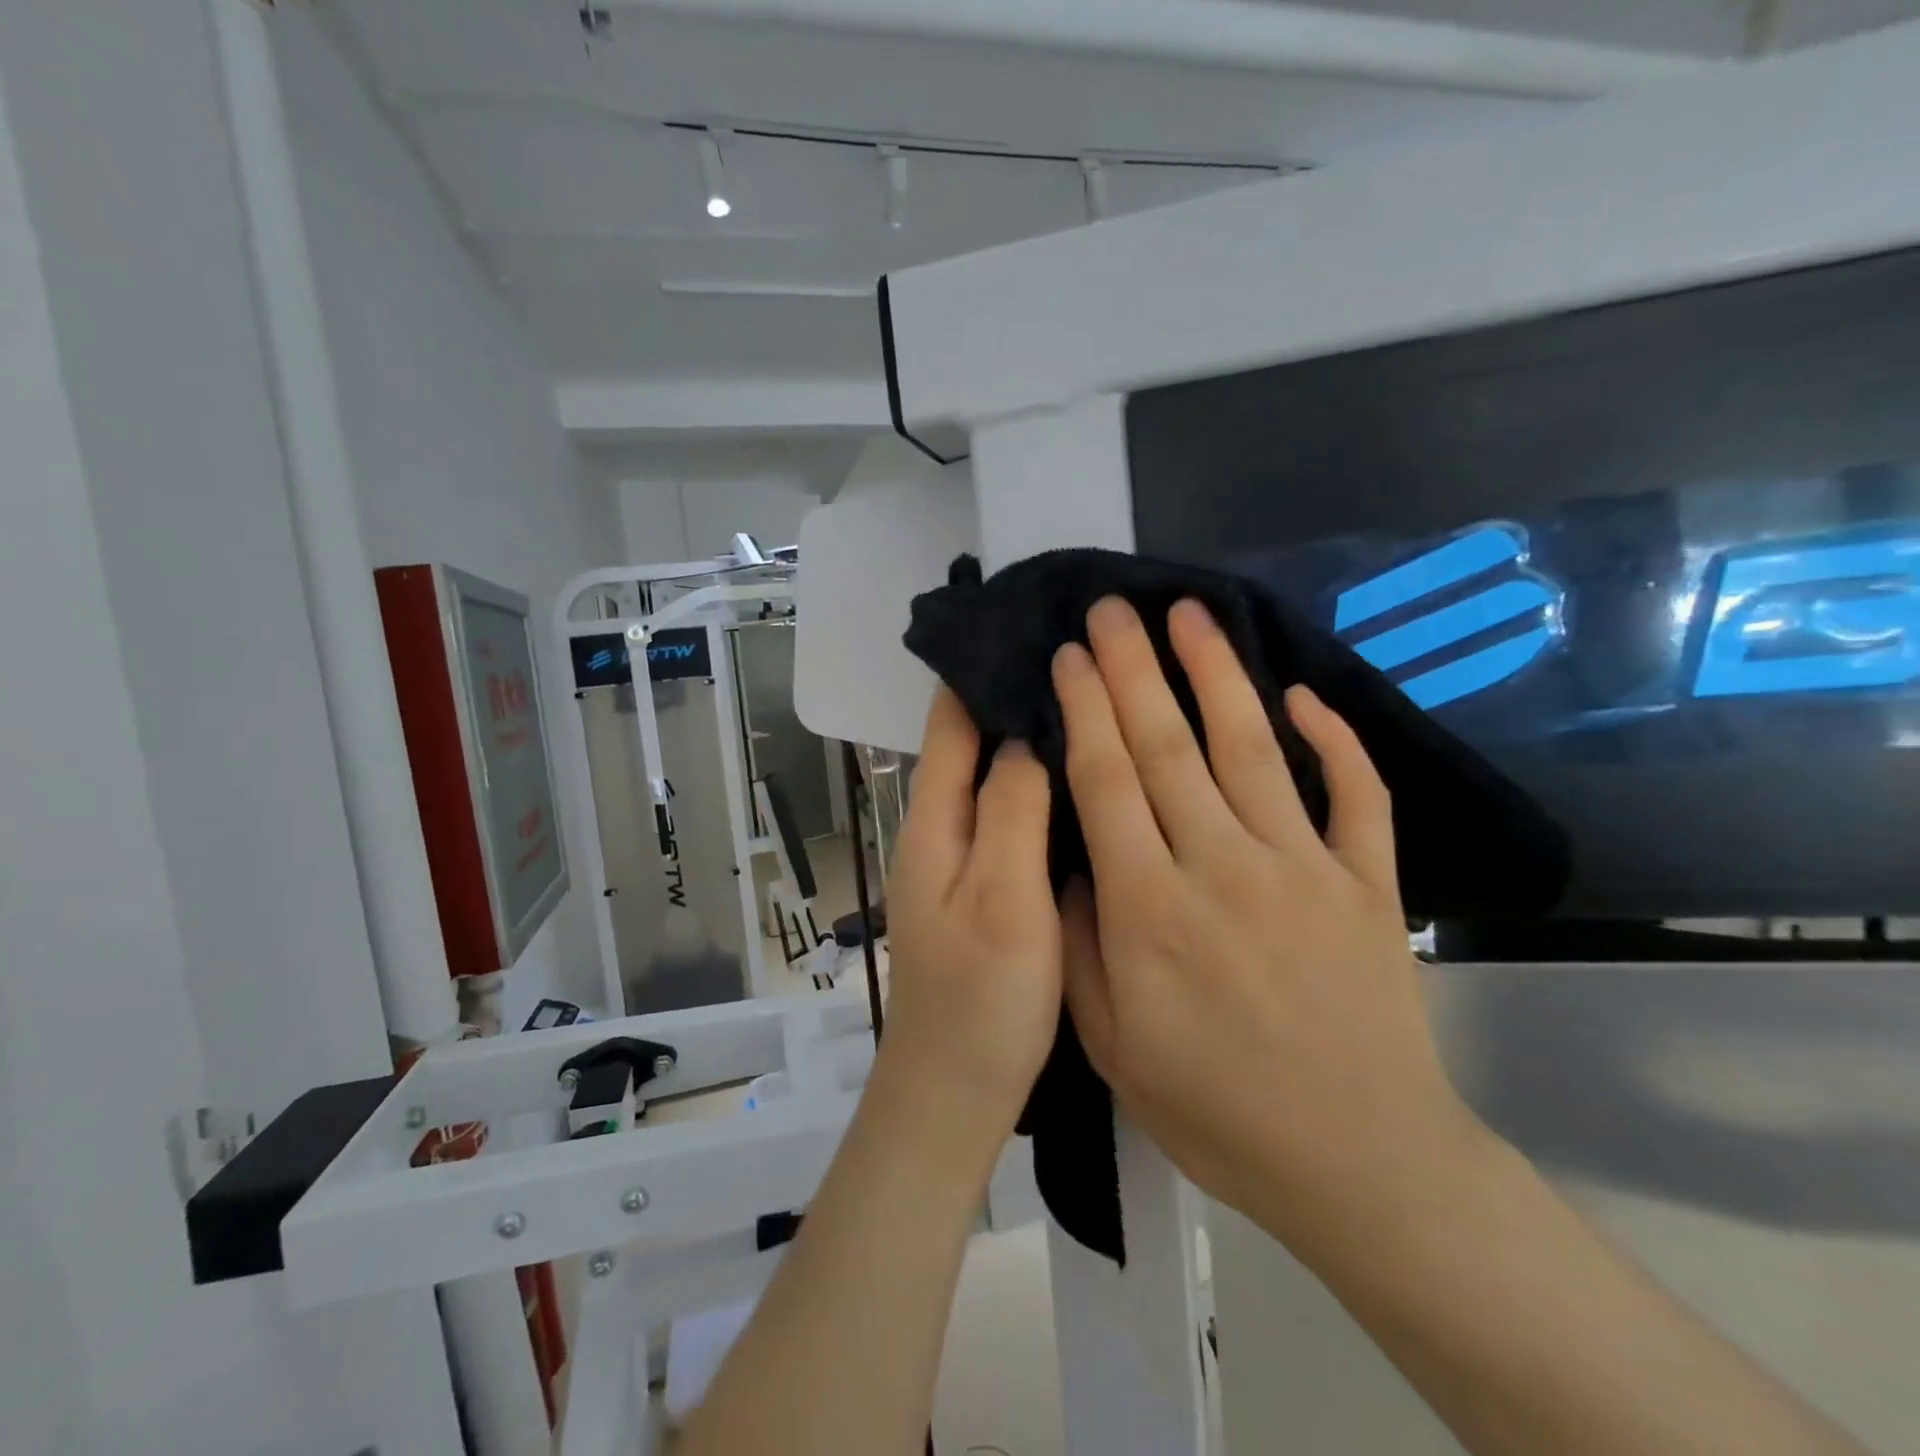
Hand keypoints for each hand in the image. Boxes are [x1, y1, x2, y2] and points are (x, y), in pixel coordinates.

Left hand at [880, 686, 1061, 1128]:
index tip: (1034, 628)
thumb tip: (1022, 735)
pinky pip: (1008, 820)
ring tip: (1091, 705)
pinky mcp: (983, 890)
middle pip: (970, 745)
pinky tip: (1080, 784)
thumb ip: (1010, 809)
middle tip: (1084, 660)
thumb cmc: (981, 999)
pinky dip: (1035, 790)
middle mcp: (938, 831)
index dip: (981, 671)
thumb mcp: (1003, 896)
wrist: (956, 1092)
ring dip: (1027, 743)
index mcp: (934, 822)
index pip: (949, 722)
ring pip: (992, 782)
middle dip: (1013, 699)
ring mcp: (960, 862)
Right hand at [1052, 597, 1482, 1249]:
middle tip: (1114, 608)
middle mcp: (1224, 868)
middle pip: (1169, 746)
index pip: (1108, 781)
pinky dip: (1333, 739)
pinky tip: (1304, 693)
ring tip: (1190, 614)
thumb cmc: (1218, 1111)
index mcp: (1152, 910)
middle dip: (1134, 668)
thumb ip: (1080, 945)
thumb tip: (1070, 861)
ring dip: (1217, 673)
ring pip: (1252, 748)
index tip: (1069, 655)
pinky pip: (1355, 794)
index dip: (1085, 709)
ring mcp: (1306, 869)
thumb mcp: (1112, 1046)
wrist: (1359, 1164)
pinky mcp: (1370, 884)